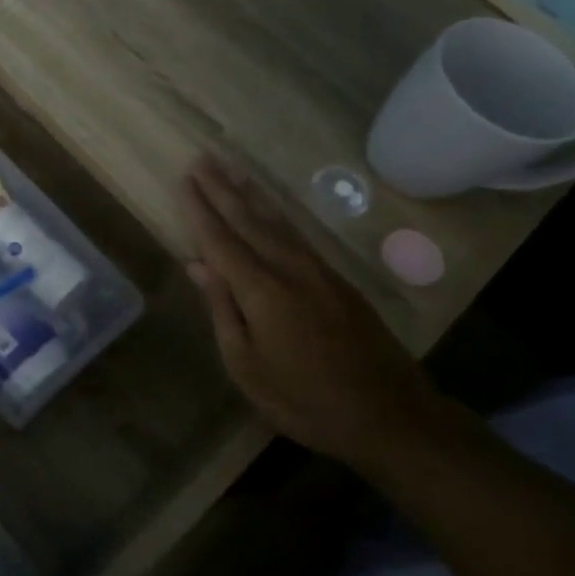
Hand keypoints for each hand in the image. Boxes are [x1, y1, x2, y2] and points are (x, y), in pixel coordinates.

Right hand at [181, 156, 439, 469]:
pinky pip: (298, 236)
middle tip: (202, 158)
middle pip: (248, 221)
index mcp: (262, 291)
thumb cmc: (305, 400)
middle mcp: (290, 270)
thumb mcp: (246, 366)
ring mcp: (318, 272)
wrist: (391, 417)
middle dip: (221, 189)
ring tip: (232, 169)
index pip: (221, 240)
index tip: (183, 180)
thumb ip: (223, 310)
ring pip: (277, 223)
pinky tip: (269, 209)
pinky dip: (277, 216)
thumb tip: (198, 265)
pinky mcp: (338, 281)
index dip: (199, 210)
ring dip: (250, 194)